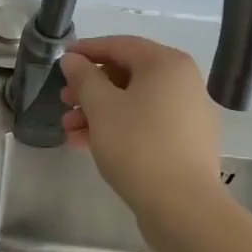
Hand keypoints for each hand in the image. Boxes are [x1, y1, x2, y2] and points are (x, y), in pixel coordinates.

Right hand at [59, 35, 224, 215]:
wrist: (182, 207)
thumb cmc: (137, 145)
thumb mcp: (101, 107)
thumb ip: (84, 77)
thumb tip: (73, 60)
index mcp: (167, 64)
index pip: (120, 45)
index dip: (88, 50)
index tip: (62, 60)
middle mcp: (184, 82)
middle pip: (128, 74)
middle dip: (90, 88)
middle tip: (63, 100)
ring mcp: (188, 114)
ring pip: (135, 102)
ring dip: (99, 111)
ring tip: (70, 130)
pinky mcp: (186, 143)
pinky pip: (147, 123)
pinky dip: (119, 127)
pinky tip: (88, 144)